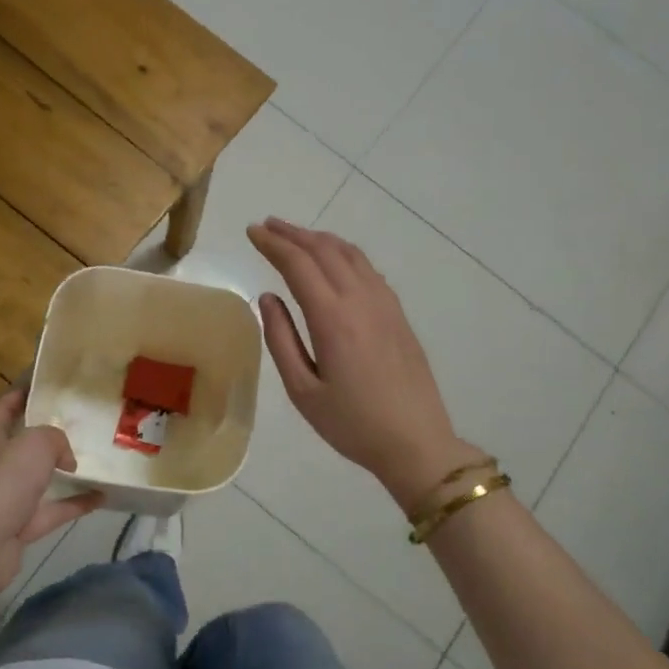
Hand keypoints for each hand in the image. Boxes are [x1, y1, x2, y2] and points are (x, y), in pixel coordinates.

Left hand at [0, 388, 100, 624]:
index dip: (21, 394)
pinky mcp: (19, 527)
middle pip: (22, 444)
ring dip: (63, 470)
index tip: (47, 383)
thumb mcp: (33, 445)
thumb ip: (55, 439)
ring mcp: (6, 499)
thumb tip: (65, 458)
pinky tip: (103, 496)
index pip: (3, 408)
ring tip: (94, 458)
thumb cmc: (0, 486)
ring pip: (38, 478)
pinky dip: (75, 503)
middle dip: (47, 433)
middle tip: (80, 421)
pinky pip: (53, 510)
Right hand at [248, 218, 474, 510]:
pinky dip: (344, 254)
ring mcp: (385, 304)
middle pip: (324, 250)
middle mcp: (361, 300)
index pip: (298, 264)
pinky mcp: (398, 314)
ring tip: (296, 237)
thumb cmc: (352, 424)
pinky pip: (368, 269)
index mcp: (333, 319)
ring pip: (350, 254)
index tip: (252, 232)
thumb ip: (281, 339)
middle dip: (293, 234)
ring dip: (320, 239)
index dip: (273, 244)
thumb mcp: (303, 391)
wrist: (416, 442)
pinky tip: (334, 261)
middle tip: (267, 226)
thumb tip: (268, 297)